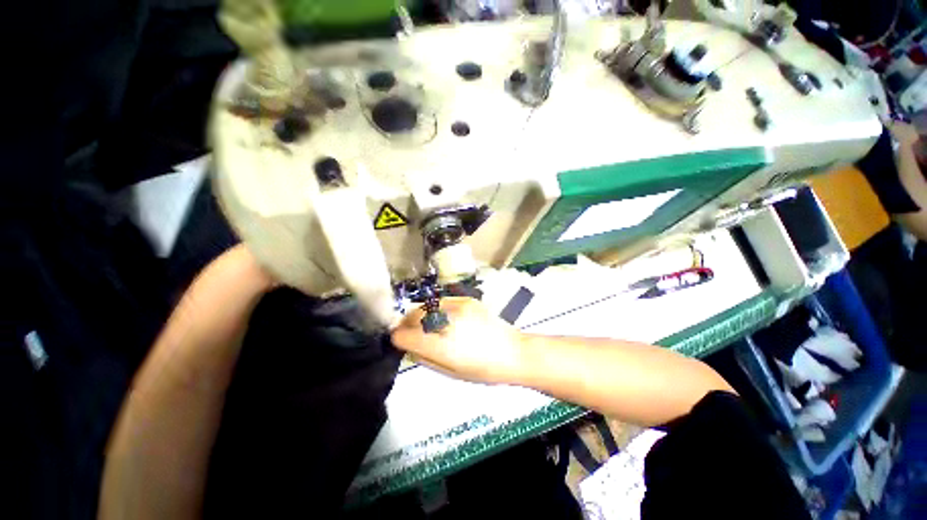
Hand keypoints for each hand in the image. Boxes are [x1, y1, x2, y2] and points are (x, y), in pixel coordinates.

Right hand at [391, 298, 524, 383]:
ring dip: (419, 315)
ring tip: (422, 323)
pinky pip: (442, 301)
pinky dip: (435, 308)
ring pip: (426, 305)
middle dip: (406, 324)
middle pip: (414, 316)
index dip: (398, 338)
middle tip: (407, 331)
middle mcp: (448, 322)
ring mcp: (458, 306)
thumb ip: (425, 358)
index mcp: (442, 346)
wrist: (513, 352)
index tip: (399, 341)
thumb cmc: (484, 370)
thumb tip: (409, 346)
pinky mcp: (467, 299)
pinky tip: (441, 316)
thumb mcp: (451, 372)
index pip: (406, 335)